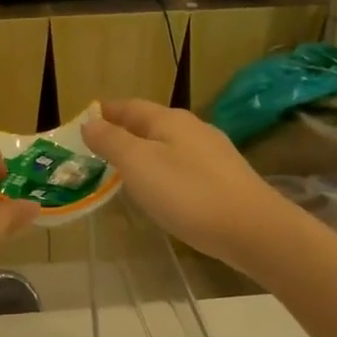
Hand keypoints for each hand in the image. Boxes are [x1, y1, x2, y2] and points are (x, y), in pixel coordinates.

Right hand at [82, 100, 291, 275]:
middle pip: (150, 124)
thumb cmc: (188, 193)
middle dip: (123, 133)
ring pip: (168, 145)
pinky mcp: (224, 178)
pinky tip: (160, 189)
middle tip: (97, 150)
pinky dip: (163, 170)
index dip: (105, 112)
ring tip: (122, 170)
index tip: (83, 122)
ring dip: (143, 152)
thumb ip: (112, 142)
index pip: (129, 106)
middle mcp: (193, 128)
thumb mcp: (139, 165)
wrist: (253, 230)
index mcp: (169, 120)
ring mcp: (212, 153)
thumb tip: (89, 122)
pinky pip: (183, 165)